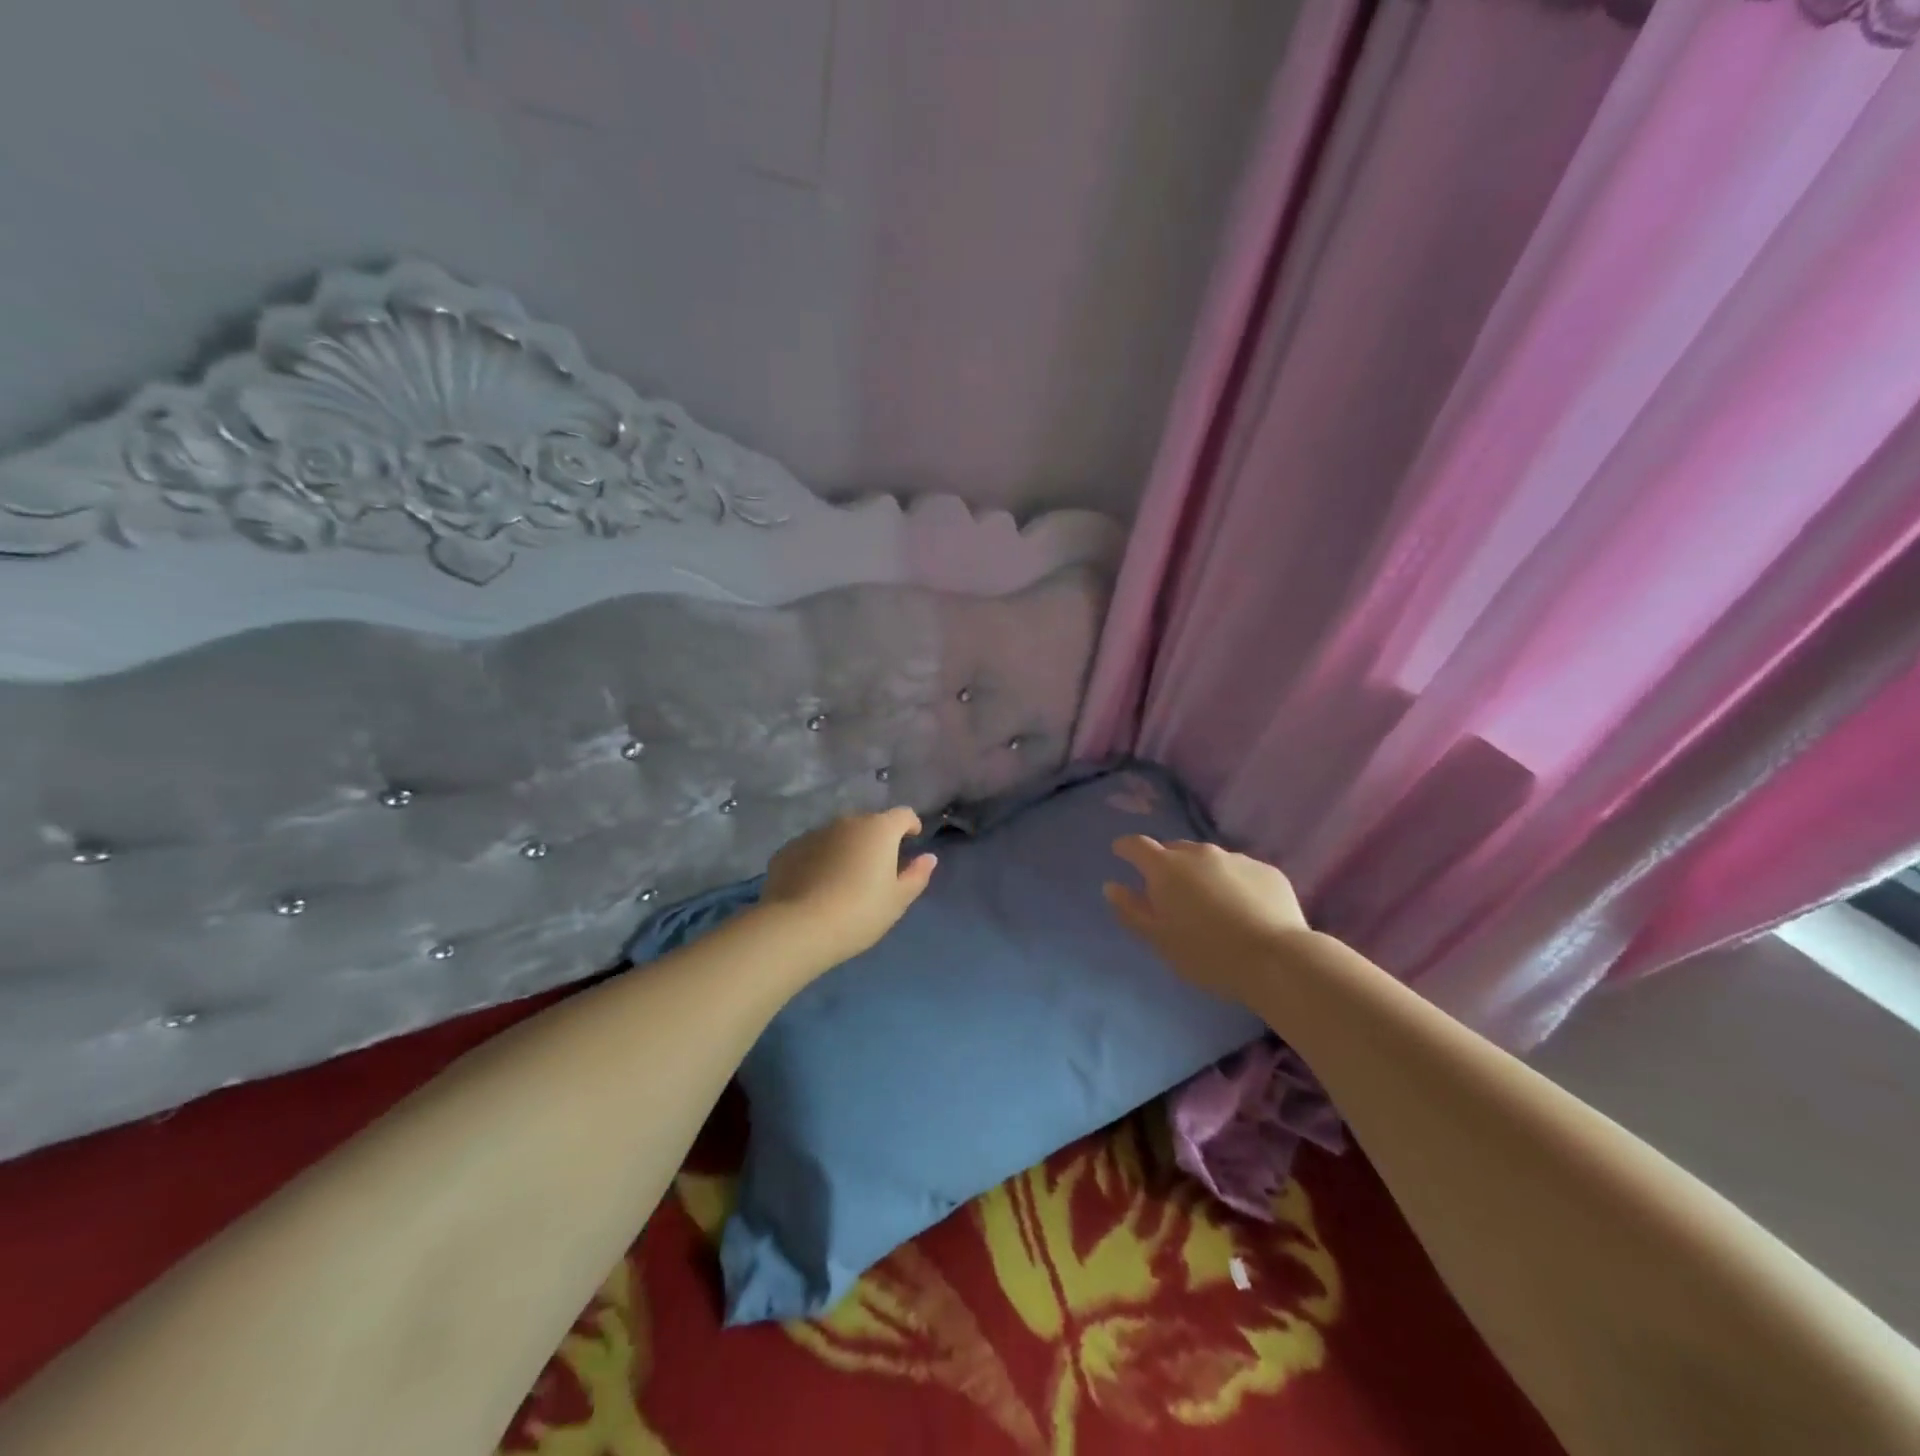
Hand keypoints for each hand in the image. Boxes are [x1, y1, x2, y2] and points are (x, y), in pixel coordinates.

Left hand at [759, 808, 937, 968]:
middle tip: (877, 869)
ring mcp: (814, 833)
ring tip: (844, 879)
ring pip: (838, 835)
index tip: (912, 840)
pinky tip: (816, 886)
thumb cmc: (859, 913)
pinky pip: (813, 849)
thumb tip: (928, 857)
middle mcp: (846, 822)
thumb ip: (916, 875)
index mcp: (879, 829)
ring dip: (846, 848)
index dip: (911, 825)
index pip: (903, 815)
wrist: (797, 927)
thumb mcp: (897, 900)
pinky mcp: (788, 849)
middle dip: (876, 839)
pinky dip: (819, 860)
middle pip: (869, 823)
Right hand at [1103, 836, 1309, 1003]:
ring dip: (1202, 875)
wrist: (1277, 960)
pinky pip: (1241, 872)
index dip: (1126, 848)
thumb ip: (1131, 910)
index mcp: (1166, 868)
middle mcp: (1200, 853)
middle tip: (1169, 892)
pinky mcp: (1268, 871)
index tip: (1120, 852)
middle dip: (1167, 865)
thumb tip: (1112, 886)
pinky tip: (1243, 911)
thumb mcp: (1159, 940)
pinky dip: (1234, 884)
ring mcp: (1237, 859)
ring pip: (1209, 860)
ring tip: (1210, 905)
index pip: (1137, 845)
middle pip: (1175, 850)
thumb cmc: (1207, 953)